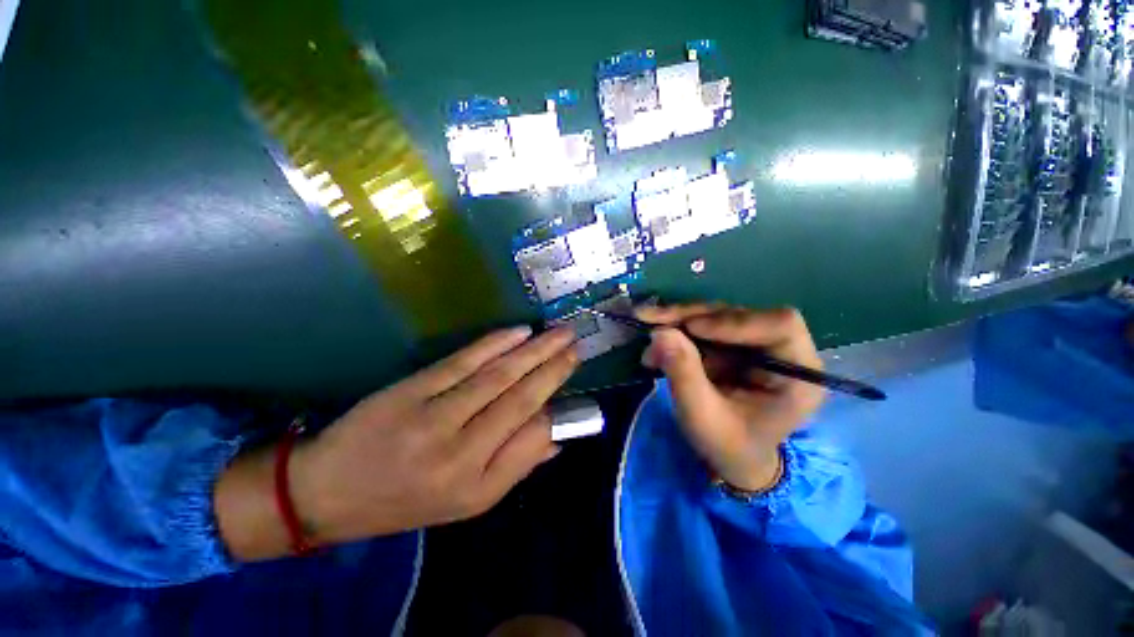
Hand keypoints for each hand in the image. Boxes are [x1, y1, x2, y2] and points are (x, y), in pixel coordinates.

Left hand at [215, 326, 578, 560]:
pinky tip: (519, 332)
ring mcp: (434, 416)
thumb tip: (555, 435)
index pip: (533, 435)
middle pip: (521, 398)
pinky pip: (463, 362)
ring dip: (534, 350)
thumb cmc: (405, 501)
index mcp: (477, 485)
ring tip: (559, 334)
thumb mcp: (468, 504)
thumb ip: (517, 466)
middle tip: (576, 344)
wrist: (328, 491)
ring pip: (498, 375)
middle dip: (555, 367)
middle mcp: (461, 452)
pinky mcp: (412, 390)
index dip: (555, 402)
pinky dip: (495, 344)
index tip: (570, 374)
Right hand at [636, 304, 824, 491]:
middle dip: (691, 316)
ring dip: (678, 321)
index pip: (780, 325)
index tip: (691, 328)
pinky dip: (676, 331)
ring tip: (647, 334)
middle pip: (738, 314)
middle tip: (651, 320)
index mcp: (797, 374)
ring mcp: (754, 344)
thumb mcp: (703, 417)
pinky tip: (655, 346)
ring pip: (716, 315)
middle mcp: (780, 351)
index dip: (734, 321)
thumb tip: (660, 332)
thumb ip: (684, 374)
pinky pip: (702, 326)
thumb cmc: (728, 447)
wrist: (730, 458)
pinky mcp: (732, 344)